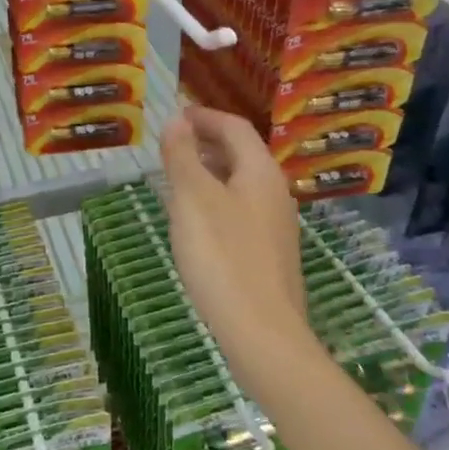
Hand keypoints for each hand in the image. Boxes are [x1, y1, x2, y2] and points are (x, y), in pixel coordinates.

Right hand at [160, 106, 319, 401]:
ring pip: (241, 185)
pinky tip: (196, 225)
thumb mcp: (193, 199)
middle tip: (171, 147)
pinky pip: (241, 212)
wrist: (263, 334)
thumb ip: (183, 156)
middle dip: (206, 144)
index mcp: (260, 172)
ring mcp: (276, 227)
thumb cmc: (223, 258)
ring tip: (177, 181)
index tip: (176, 115)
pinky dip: (217, 202)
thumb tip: (177, 119)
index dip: (205, 116)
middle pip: (241, 154)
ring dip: (210, 174)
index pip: (235, 127)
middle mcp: (275, 193)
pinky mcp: (270, 256)